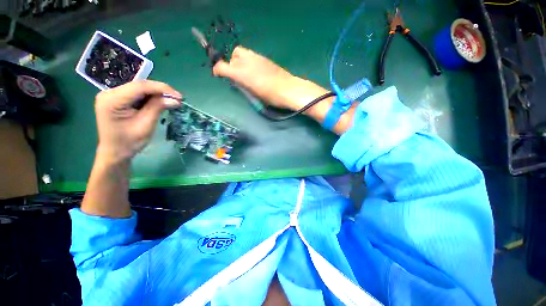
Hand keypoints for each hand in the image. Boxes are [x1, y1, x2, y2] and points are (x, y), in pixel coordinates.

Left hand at [94, 80, 181, 163]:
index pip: (140, 86)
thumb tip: (175, 99)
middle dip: (160, 91)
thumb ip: (157, 108)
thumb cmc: (129, 142)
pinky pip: (137, 94)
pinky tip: (160, 103)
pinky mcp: (118, 99)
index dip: (161, 88)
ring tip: (171, 101)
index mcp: (112, 100)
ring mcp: (112, 95)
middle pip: (139, 86)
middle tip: (177, 99)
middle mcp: (109, 93)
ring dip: (157, 94)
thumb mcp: (146, 125)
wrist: (115, 152)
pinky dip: (151, 98)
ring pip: (140, 89)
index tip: (179, 96)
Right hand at [213, 46, 314, 110]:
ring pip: (242, 53)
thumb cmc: (271, 96)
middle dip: (231, 64)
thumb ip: (242, 84)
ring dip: (239, 61)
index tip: (218, 75)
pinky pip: (251, 55)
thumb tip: (236, 80)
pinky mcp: (265, 58)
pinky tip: (255, 71)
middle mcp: (248, 61)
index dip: (218, 70)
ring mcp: (257, 57)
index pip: (223, 66)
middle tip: (236, 75)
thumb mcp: (254, 94)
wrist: (289, 89)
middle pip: (233, 56)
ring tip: (245, 73)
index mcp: (243, 73)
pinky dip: (248, 61)